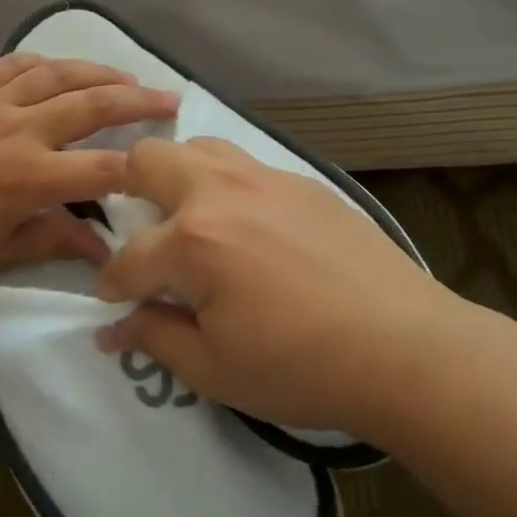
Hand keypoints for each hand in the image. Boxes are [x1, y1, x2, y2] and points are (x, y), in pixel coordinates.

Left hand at [0, 53, 178, 280]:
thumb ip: (53, 241)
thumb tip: (104, 249)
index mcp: (30, 177)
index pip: (103, 168)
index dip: (142, 167)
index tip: (168, 166)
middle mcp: (22, 130)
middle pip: (92, 106)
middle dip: (138, 101)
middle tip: (171, 97)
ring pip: (58, 75)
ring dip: (99, 72)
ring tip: (128, 77)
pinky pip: (14, 65)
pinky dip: (43, 61)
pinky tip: (59, 65)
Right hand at [94, 138, 455, 436]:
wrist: (405, 346)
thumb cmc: (301, 367)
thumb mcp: (214, 369)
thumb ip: (155, 338)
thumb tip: (114, 328)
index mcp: (194, 239)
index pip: (128, 257)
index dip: (111, 284)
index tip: (113, 302)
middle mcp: (222, 192)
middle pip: (150, 158)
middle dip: (127, 190)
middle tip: (142, 234)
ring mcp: (267, 179)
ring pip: (200, 147)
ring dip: (179, 176)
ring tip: (191, 218)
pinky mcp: (303, 182)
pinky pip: (247, 165)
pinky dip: (228, 185)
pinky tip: (249, 226)